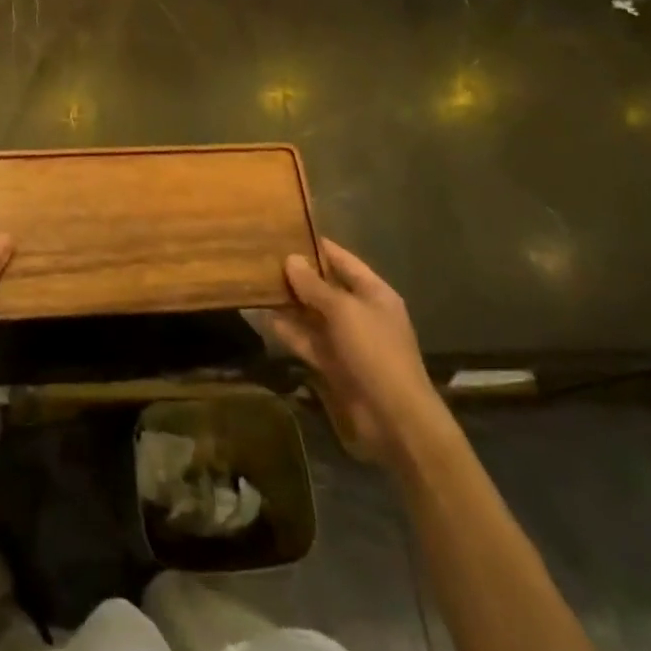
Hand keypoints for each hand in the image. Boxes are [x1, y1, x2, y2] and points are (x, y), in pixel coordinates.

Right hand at [263, 239, 450, 467]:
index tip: (288, 233)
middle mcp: (361, 313)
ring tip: (256, 285)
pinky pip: (307, 341)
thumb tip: (291, 259)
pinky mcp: (333, 364)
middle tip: (262, 259)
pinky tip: (263, 319)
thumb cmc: (375, 351)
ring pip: (312, 315)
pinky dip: (288, 331)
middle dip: (297, 276)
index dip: (318, 247)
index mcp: (374, 293)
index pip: (343, 261)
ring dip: (288, 304)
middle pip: (325, 288)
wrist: (394, 416)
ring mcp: (347, 340)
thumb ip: (315, 286)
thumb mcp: (343, 311)